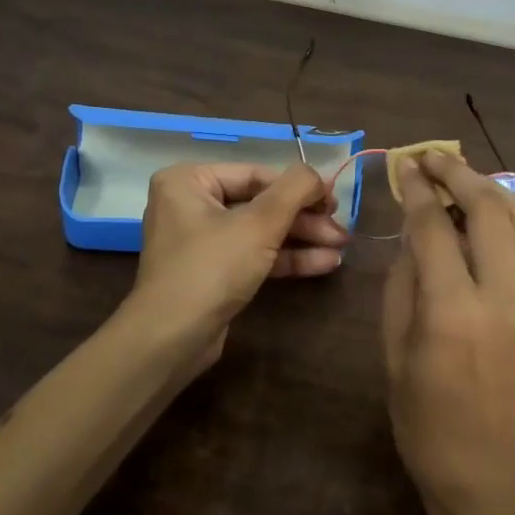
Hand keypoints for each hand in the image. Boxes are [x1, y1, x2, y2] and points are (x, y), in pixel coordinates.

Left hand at [125, 162, 347, 365]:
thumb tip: (317, 174)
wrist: (172, 340)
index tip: (336, 200)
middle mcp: (190, 205)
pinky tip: (324, 263)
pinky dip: (286, 258)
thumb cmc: (211, 268)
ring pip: (261, 231)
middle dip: (304, 218)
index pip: (256, 174)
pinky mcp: (213, 273)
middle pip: (260, 203)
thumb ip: (294, 189)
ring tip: (341, 247)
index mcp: (189, 181)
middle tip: (342, 229)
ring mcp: (201, 241)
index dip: (300, 187)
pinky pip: (254, 255)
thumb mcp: (259, 223)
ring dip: (302, 239)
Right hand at [382, 149, 514, 514]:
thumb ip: (404, 287)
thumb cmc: (427, 427)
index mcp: (453, 312)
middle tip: (432, 157)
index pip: (435, 228)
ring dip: (491, 188)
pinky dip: (506, 219)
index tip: (405, 166)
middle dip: (459, 173)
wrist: (496, 483)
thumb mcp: (395, 356)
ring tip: (462, 176)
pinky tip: (483, 216)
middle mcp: (502, 297)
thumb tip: (413, 238)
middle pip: (489, 209)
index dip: (418, 190)